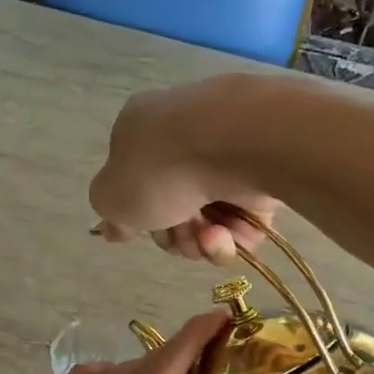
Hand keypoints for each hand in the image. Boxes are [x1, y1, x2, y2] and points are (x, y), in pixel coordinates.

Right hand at [89, 77, 279, 263]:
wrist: (237, 144)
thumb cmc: (162, 168)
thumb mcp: (112, 196)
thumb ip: (110, 211)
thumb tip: (115, 225)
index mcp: (141, 132)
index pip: (135, 183)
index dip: (138, 218)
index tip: (142, 233)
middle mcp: (183, 138)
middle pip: (174, 208)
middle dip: (175, 235)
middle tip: (180, 237)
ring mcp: (226, 155)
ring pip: (211, 219)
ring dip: (205, 241)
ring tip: (212, 236)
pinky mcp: (263, 173)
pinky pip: (245, 219)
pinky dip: (237, 235)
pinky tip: (232, 234)